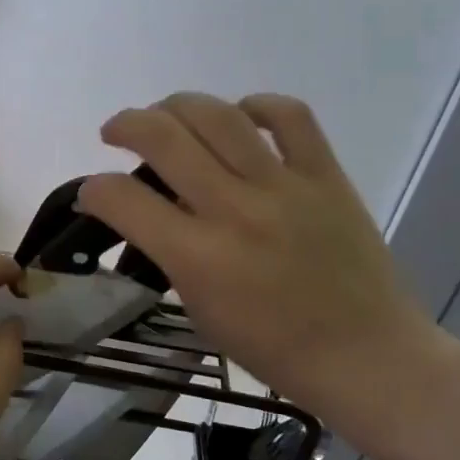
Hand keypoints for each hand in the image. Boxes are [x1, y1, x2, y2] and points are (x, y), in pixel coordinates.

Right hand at [77, 93, 456, 439]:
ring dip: (177, 105)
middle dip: (124, 125)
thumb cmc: (274, 349)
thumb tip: (146, 215)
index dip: (93, 189)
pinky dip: (257, 105)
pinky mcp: (325, 176)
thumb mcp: (200, 310)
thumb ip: (168, 256)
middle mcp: (235, 210)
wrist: (366, 355)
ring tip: (166, 114)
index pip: (122, 198)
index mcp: (198, 257)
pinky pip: (290, 116)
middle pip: (163, 136)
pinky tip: (240, 115)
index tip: (94, 193)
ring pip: (218, 115)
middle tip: (116, 133)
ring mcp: (284, 186)